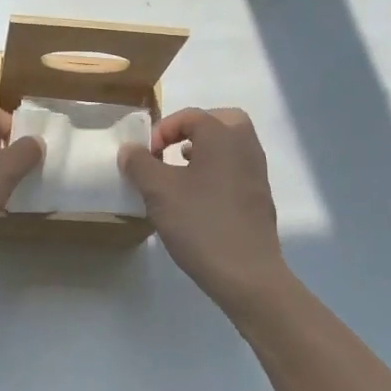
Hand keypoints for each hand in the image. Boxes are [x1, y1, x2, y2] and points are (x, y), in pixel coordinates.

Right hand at [120, 108, 287, 308]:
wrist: (246, 274)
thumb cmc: (200, 223)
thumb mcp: (158, 191)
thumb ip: (139, 164)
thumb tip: (130, 149)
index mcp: (222, 136)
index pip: (190, 115)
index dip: (162, 129)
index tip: (145, 154)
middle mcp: (245, 147)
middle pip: (221, 121)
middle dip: (193, 130)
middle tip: (171, 149)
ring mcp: (257, 174)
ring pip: (231, 146)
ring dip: (205, 151)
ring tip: (179, 173)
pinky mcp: (260, 199)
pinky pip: (236, 170)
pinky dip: (216, 172)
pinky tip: (197, 199)